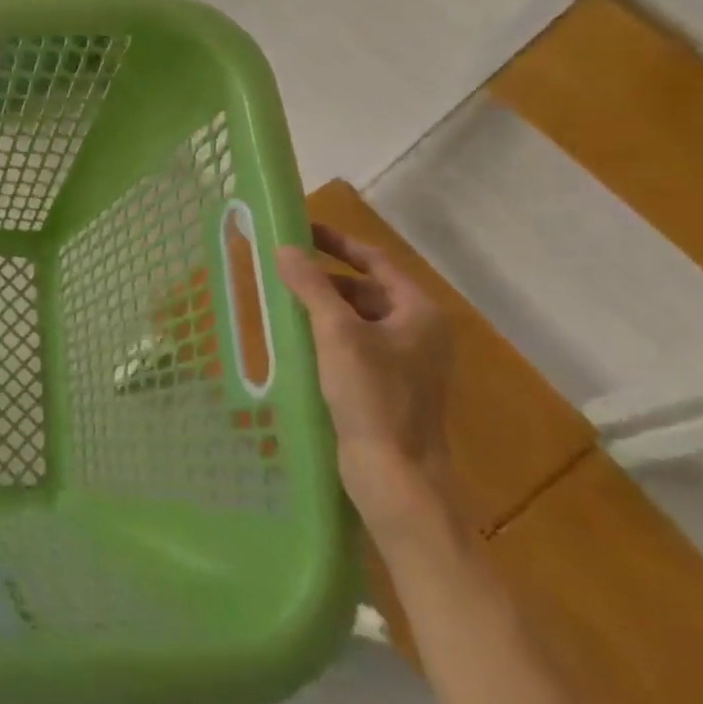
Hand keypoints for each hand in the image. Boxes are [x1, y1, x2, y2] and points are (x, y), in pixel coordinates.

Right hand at [275, 225, 455, 534]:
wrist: (396, 474)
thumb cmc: (372, 396)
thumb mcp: (336, 333)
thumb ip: (311, 286)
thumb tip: (286, 248)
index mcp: (419, 312)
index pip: (376, 260)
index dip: (338, 242)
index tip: (301, 229)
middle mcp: (419, 331)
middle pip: (367, 288)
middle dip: (325, 278)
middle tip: (283, 270)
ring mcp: (407, 361)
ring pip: (359, 318)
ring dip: (324, 306)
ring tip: (283, 302)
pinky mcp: (390, 385)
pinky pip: (356, 344)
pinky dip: (328, 334)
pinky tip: (298, 339)